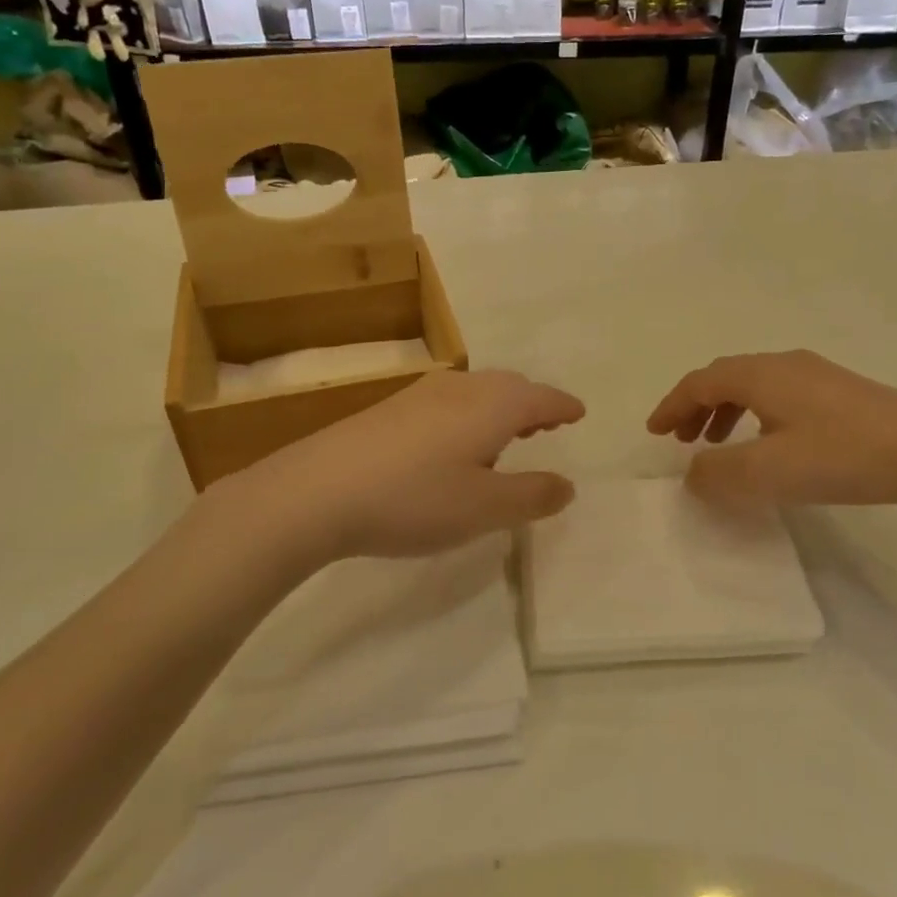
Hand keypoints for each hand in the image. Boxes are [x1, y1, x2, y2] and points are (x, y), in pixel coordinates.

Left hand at [222, 369, 584, 559]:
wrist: (316, 491)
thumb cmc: (414, 499)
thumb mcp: (485, 509)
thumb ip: (532, 496)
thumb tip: (567, 485)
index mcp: (493, 406)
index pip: (542, 398)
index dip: (564, 406)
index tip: (579, 413)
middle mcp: (461, 389)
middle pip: (509, 387)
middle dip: (533, 405)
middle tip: (546, 426)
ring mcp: (420, 395)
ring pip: (476, 392)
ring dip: (499, 410)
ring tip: (504, 439)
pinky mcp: (389, 410)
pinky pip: (447, 403)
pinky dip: (467, 416)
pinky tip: (452, 447)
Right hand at [646, 350, 896, 508]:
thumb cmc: (839, 456)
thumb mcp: (765, 472)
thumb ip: (716, 473)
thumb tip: (692, 472)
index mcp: (760, 375)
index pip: (700, 382)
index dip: (672, 405)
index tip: (653, 432)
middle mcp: (784, 364)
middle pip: (725, 377)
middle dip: (696, 406)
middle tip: (681, 438)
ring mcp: (817, 374)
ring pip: (754, 385)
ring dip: (726, 411)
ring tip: (719, 443)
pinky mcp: (841, 392)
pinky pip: (779, 395)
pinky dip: (755, 414)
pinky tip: (769, 442)